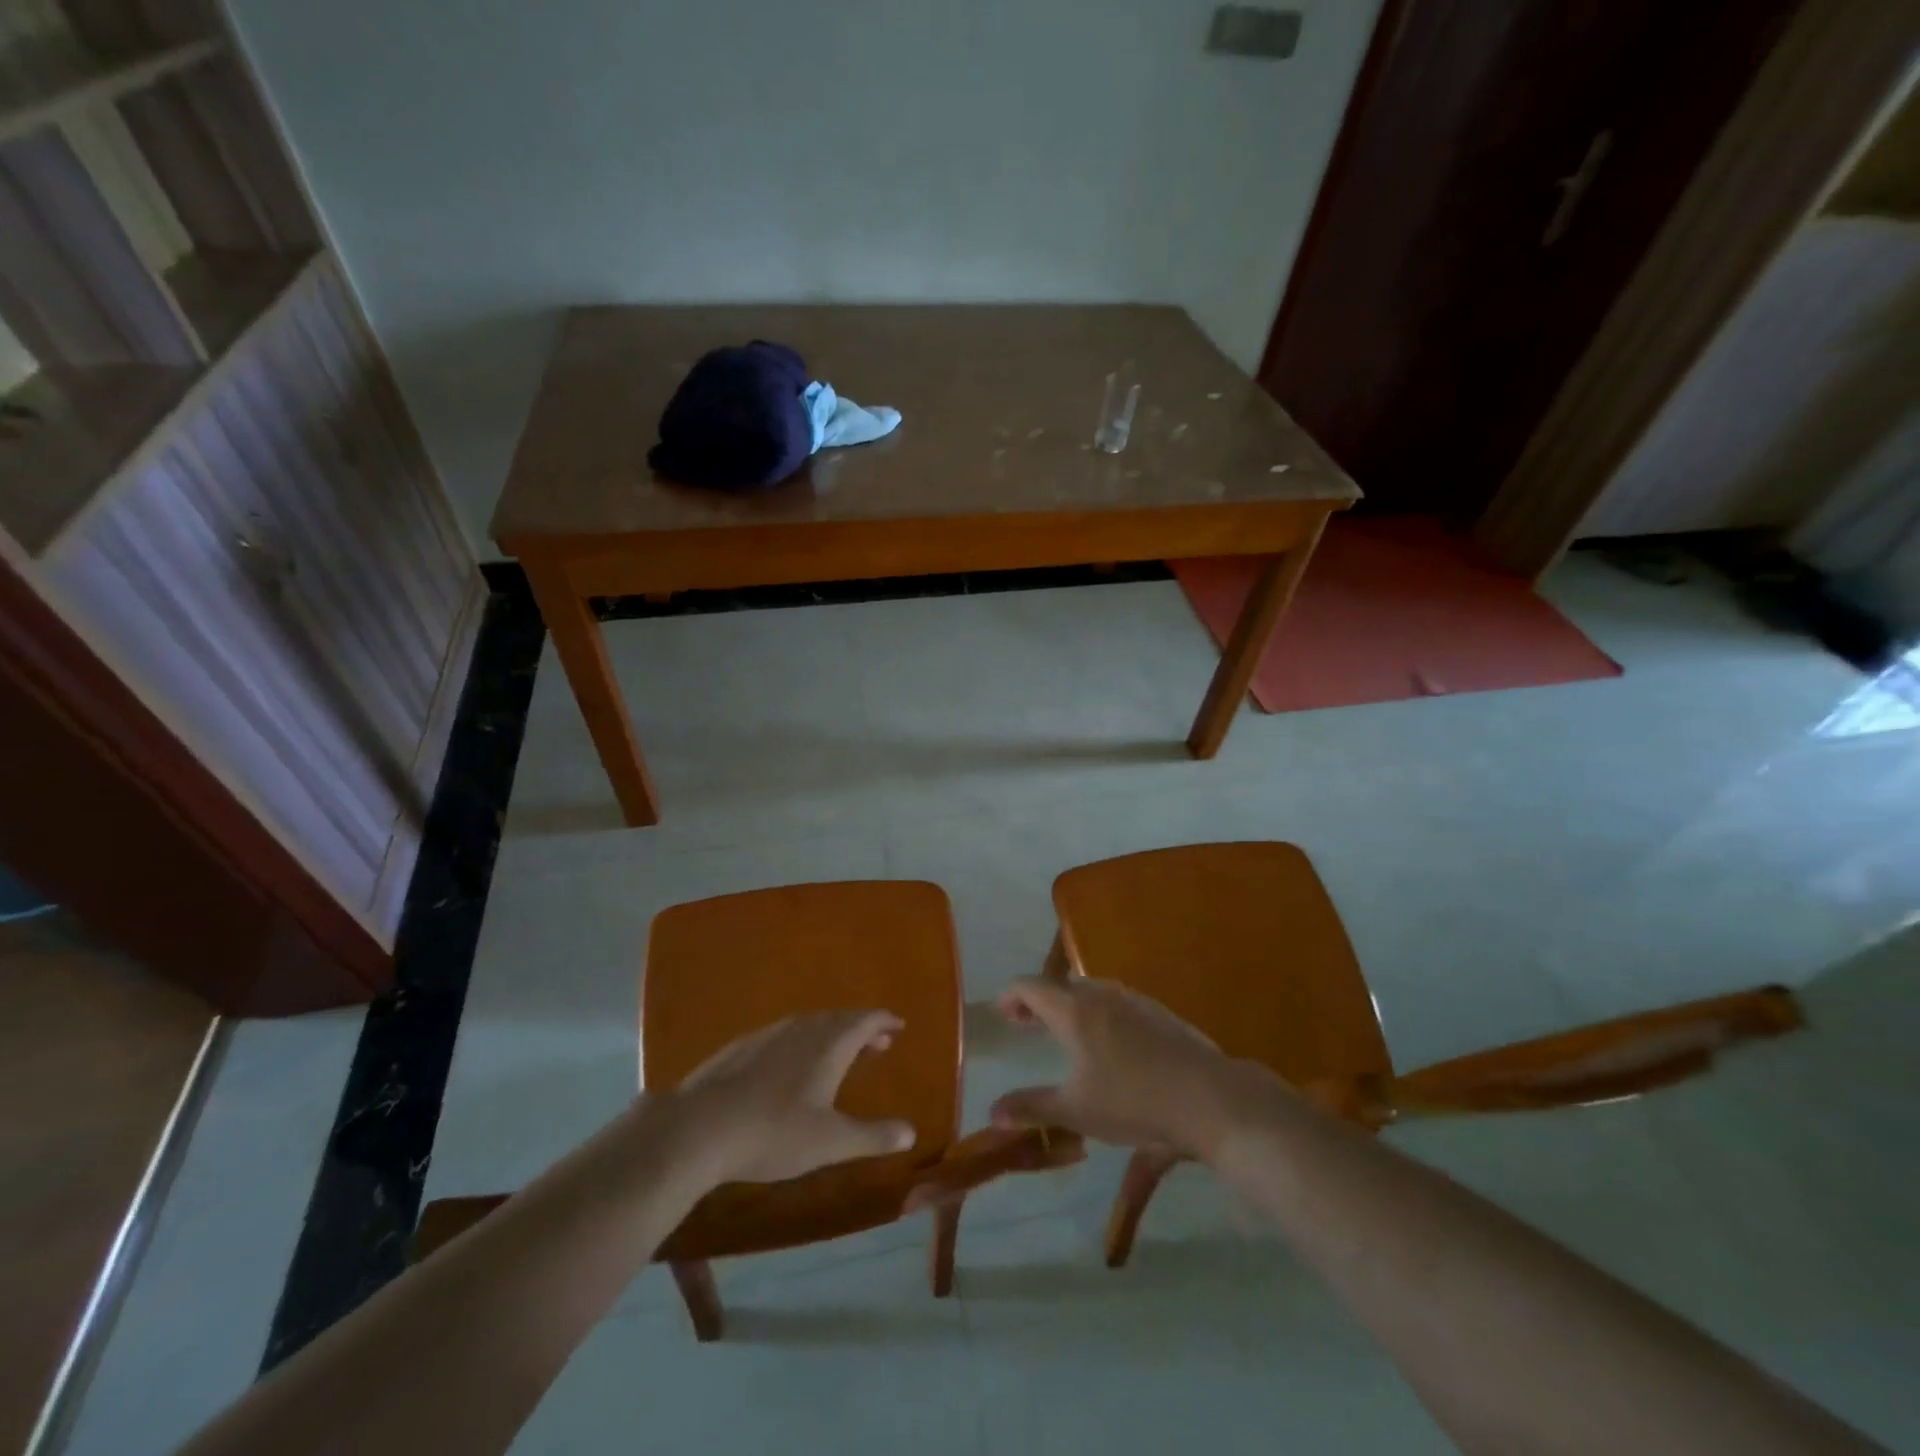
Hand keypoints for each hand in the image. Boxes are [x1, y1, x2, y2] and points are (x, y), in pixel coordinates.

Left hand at [669, 1010, 917, 1184]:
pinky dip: (800, 1040)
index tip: (897, 1025)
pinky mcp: (741, 1047)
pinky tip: (789, 1062)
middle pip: (838, 1019)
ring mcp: (768, 1035)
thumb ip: (873, 1136)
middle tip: (876, 1041)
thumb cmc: (775, 1133)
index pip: (865, 1021)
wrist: (702, 1127)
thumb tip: (911, 1132)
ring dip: (830, 1032)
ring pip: (809, 1024)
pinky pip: (782, 1034)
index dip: (883, 1021)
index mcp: (829, 1044)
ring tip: (837, 1050)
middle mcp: (802, 1029)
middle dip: (860, 1028)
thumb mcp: (831, 1142)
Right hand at [990, 977, 1279, 1161]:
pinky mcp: (1158, 1011)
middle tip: (1027, 1026)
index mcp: (1073, 1010)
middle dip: (1038, 1001)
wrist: (1209, 1098)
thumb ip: (1032, 1108)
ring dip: (1069, 1005)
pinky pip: (1115, 1001)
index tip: (1003, 1016)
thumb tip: (993, 1112)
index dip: (1010, 996)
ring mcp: (1133, 999)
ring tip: (1065, 1034)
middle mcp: (1100, 994)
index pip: (1029, 985)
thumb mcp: (1077, 1111)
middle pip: (1059, 985)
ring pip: (1089, 990)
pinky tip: (1110, 1044)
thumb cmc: (1134, 1102)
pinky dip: (1097, 1012)